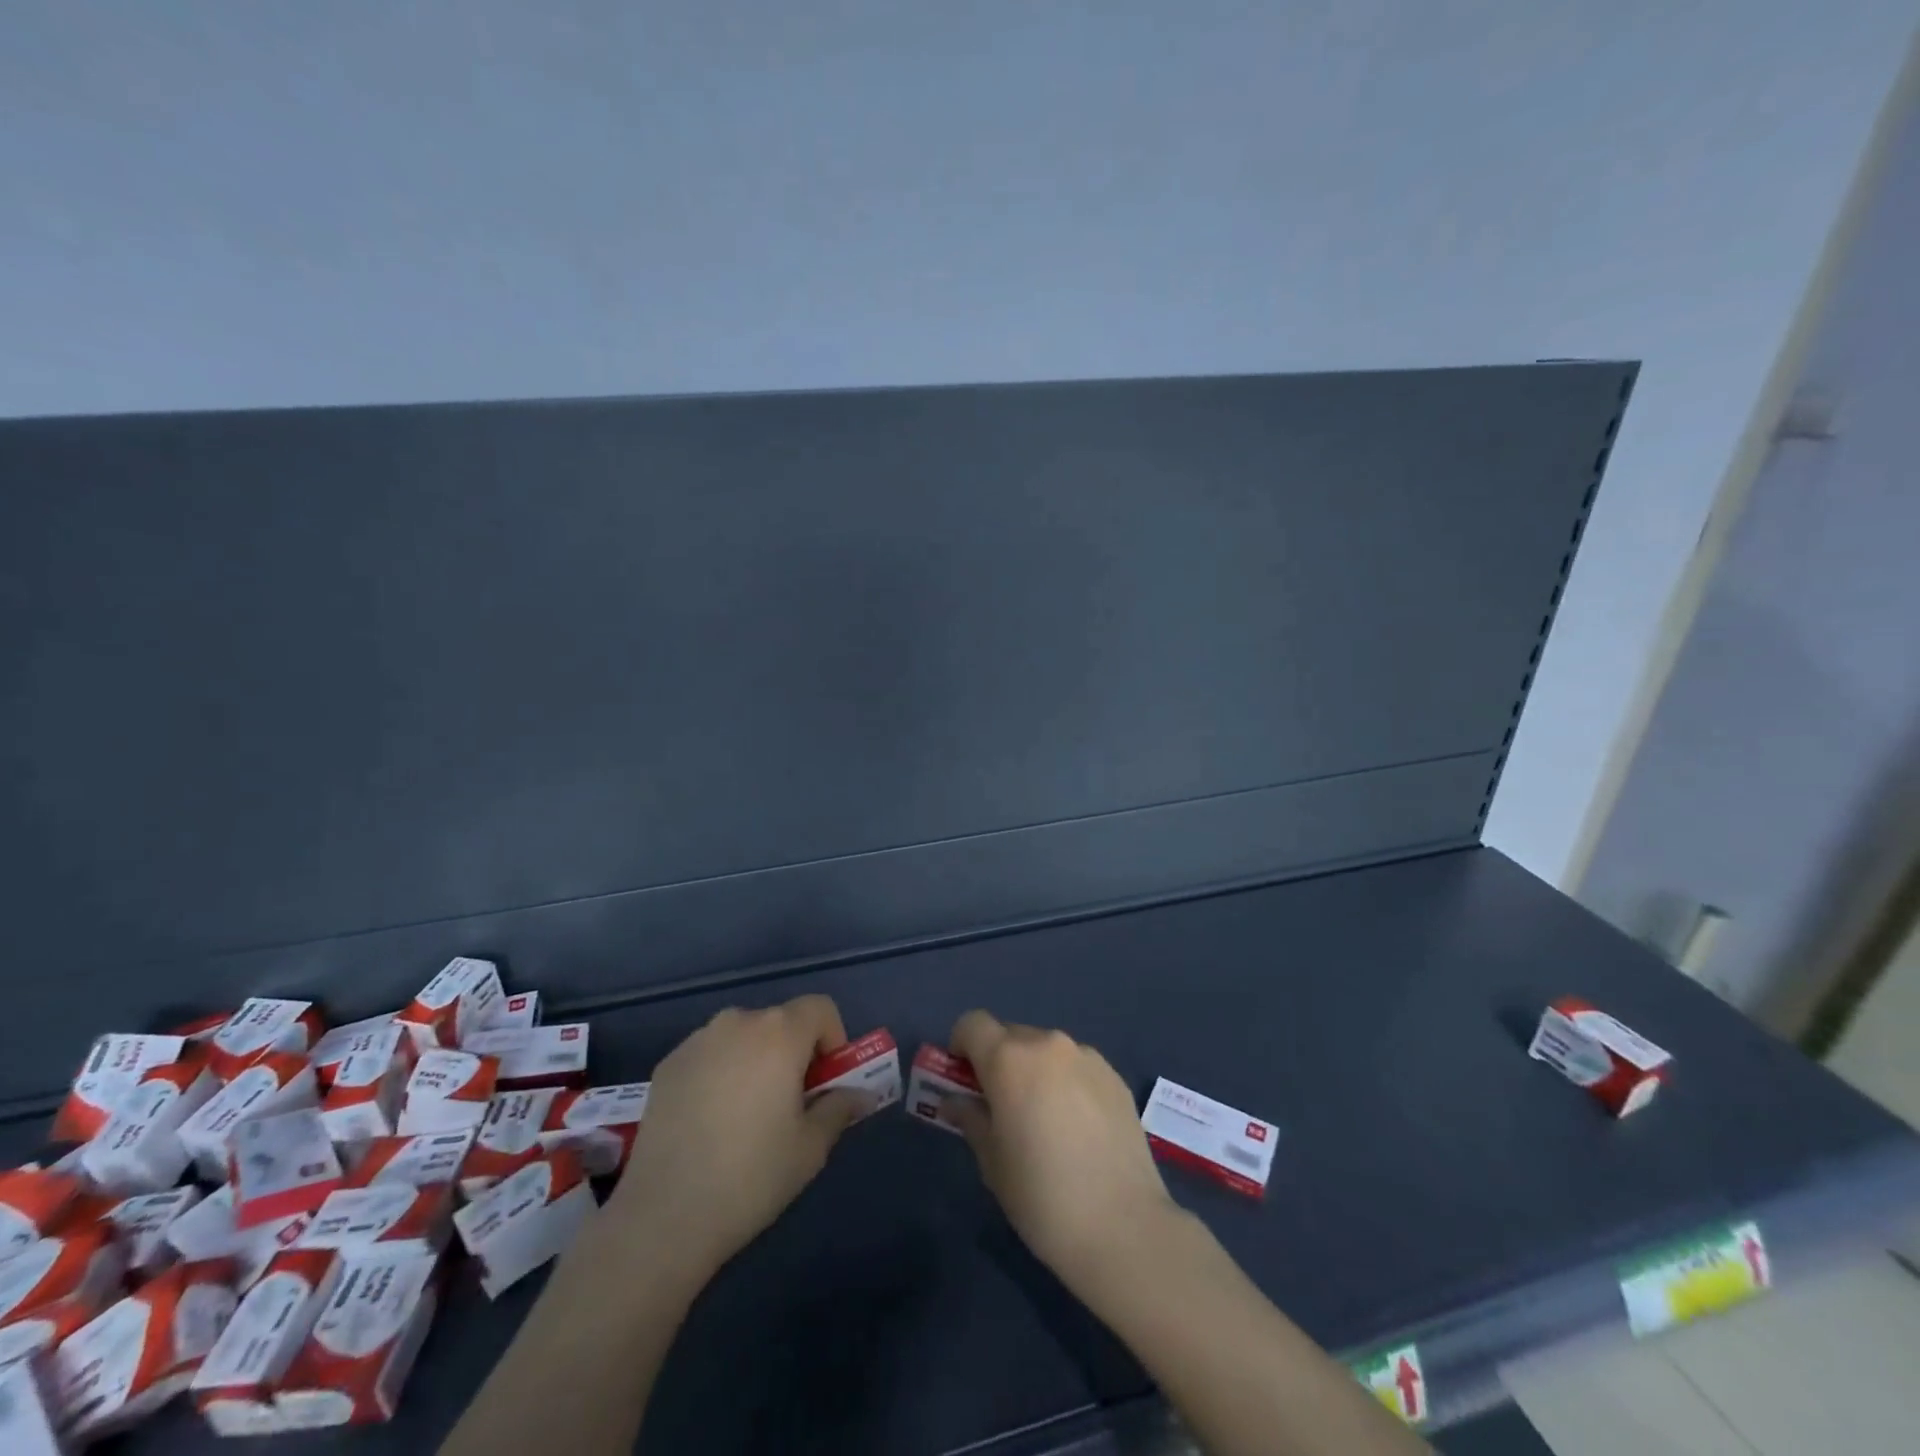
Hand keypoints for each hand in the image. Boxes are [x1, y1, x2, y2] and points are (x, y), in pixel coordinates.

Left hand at [606, 995, 862, 1279]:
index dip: (833, 1039)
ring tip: (746, 1115)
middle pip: (781, 1021)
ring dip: (756, 1060)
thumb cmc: (751, 1177)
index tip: (825, 1082)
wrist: (663, 1218)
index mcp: (779, 1033)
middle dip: (794, 1052)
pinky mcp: (667, 1065)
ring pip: (743, 1037)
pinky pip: (710, 1054)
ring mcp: (697, 1041)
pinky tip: (710, 1122)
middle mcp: (738, 1022)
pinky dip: (721, 1073)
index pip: (821, 1008)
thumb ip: (839, 1108)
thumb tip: (859, 1095)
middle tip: (791, 1103)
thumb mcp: (811, 1147)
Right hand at [946, 1010, 1182, 1294]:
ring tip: (1045, 1122)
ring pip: (1046, 1051)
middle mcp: (1048, 1044)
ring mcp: (1087, 1057)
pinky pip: (1077, 1067)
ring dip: (1035, 1071)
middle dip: (999, 1061)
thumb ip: (971, 1119)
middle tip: (1002, 1107)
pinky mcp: (1115, 1077)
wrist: (1123, 1226)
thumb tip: (955, 1101)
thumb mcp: (992, 1161)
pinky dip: (1067, 1083)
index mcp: (1009, 1059)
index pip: (972, 1024)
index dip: (961, 1046)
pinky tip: (1078, 1129)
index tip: (964, 1081)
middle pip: (1010, 1035)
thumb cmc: (1041, 1195)